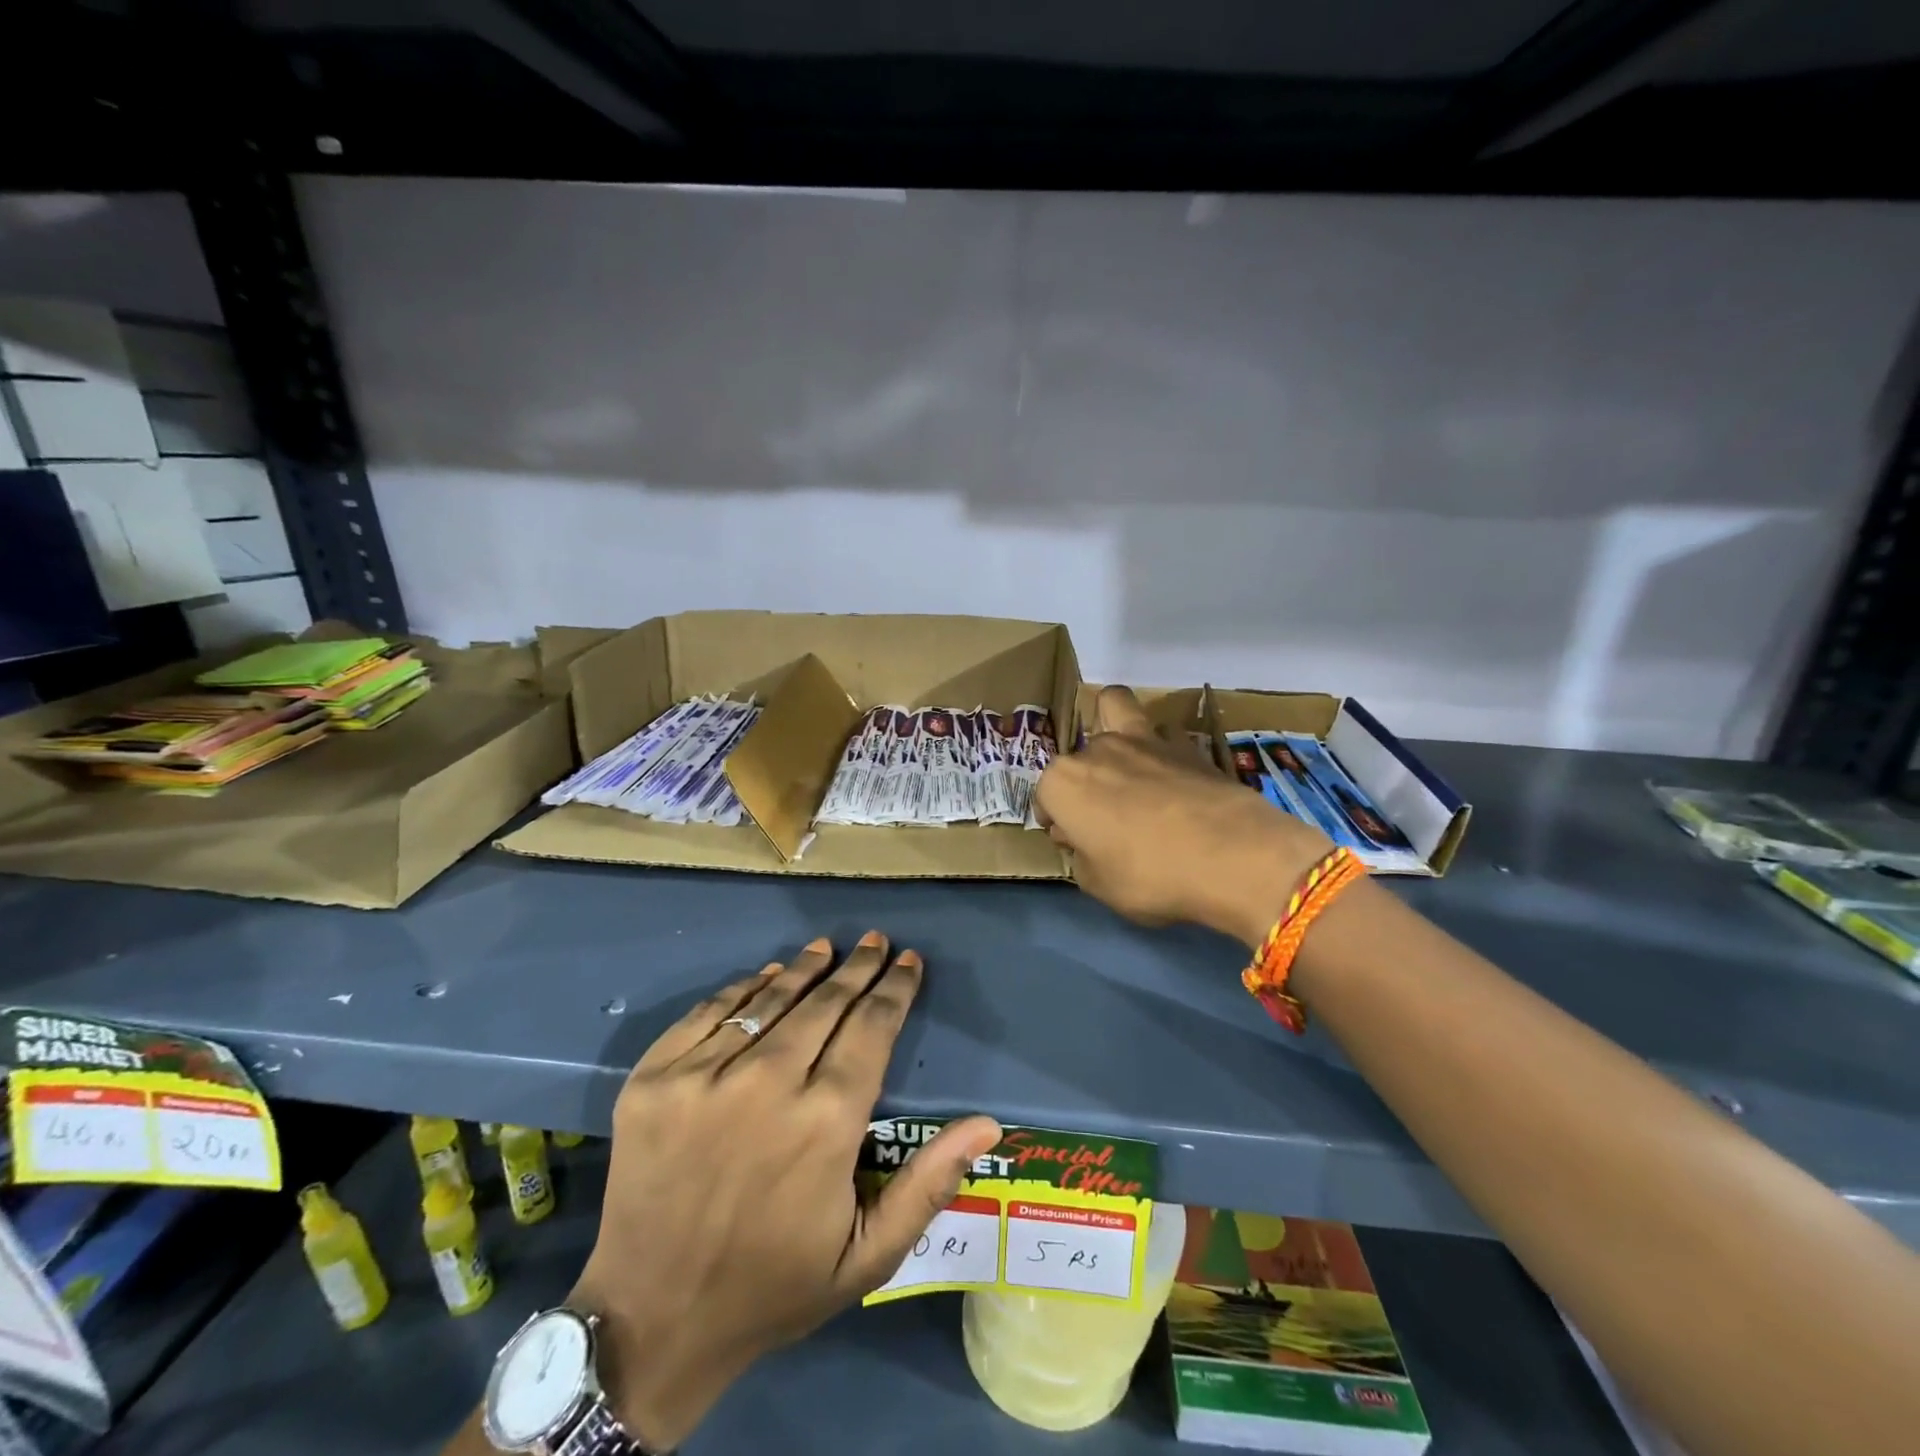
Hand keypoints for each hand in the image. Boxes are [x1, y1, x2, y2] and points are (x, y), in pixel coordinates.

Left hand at [568, 933, 1000, 1450]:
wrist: (650, 1322)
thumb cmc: (772, 1288)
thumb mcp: (866, 1256)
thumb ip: (929, 1184)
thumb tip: (989, 1123)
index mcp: (826, 1122)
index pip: (872, 1028)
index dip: (895, 989)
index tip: (910, 961)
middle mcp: (767, 1084)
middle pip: (826, 1003)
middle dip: (858, 968)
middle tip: (875, 941)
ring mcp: (702, 1077)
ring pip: (770, 999)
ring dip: (805, 968)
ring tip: (826, 947)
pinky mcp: (654, 1079)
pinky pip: (709, 1012)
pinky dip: (744, 989)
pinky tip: (765, 976)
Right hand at [1035, 686, 1329, 946]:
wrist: (1232, 856)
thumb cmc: (1149, 875)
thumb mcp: (1099, 885)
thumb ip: (1082, 856)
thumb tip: (1087, 840)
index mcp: (1063, 783)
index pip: (1044, 798)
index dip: (1056, 821)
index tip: (1072, 842)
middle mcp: (1096, 750)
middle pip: (1078, 760)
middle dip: (1085, 784)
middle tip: (1105, 816)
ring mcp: (1142, 740)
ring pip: (1114, 707)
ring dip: (1113, 730)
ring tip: (1129, 765)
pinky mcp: (1185, 743)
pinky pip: (1161, 734)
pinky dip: (1160, 747)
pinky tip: (1173, 775)